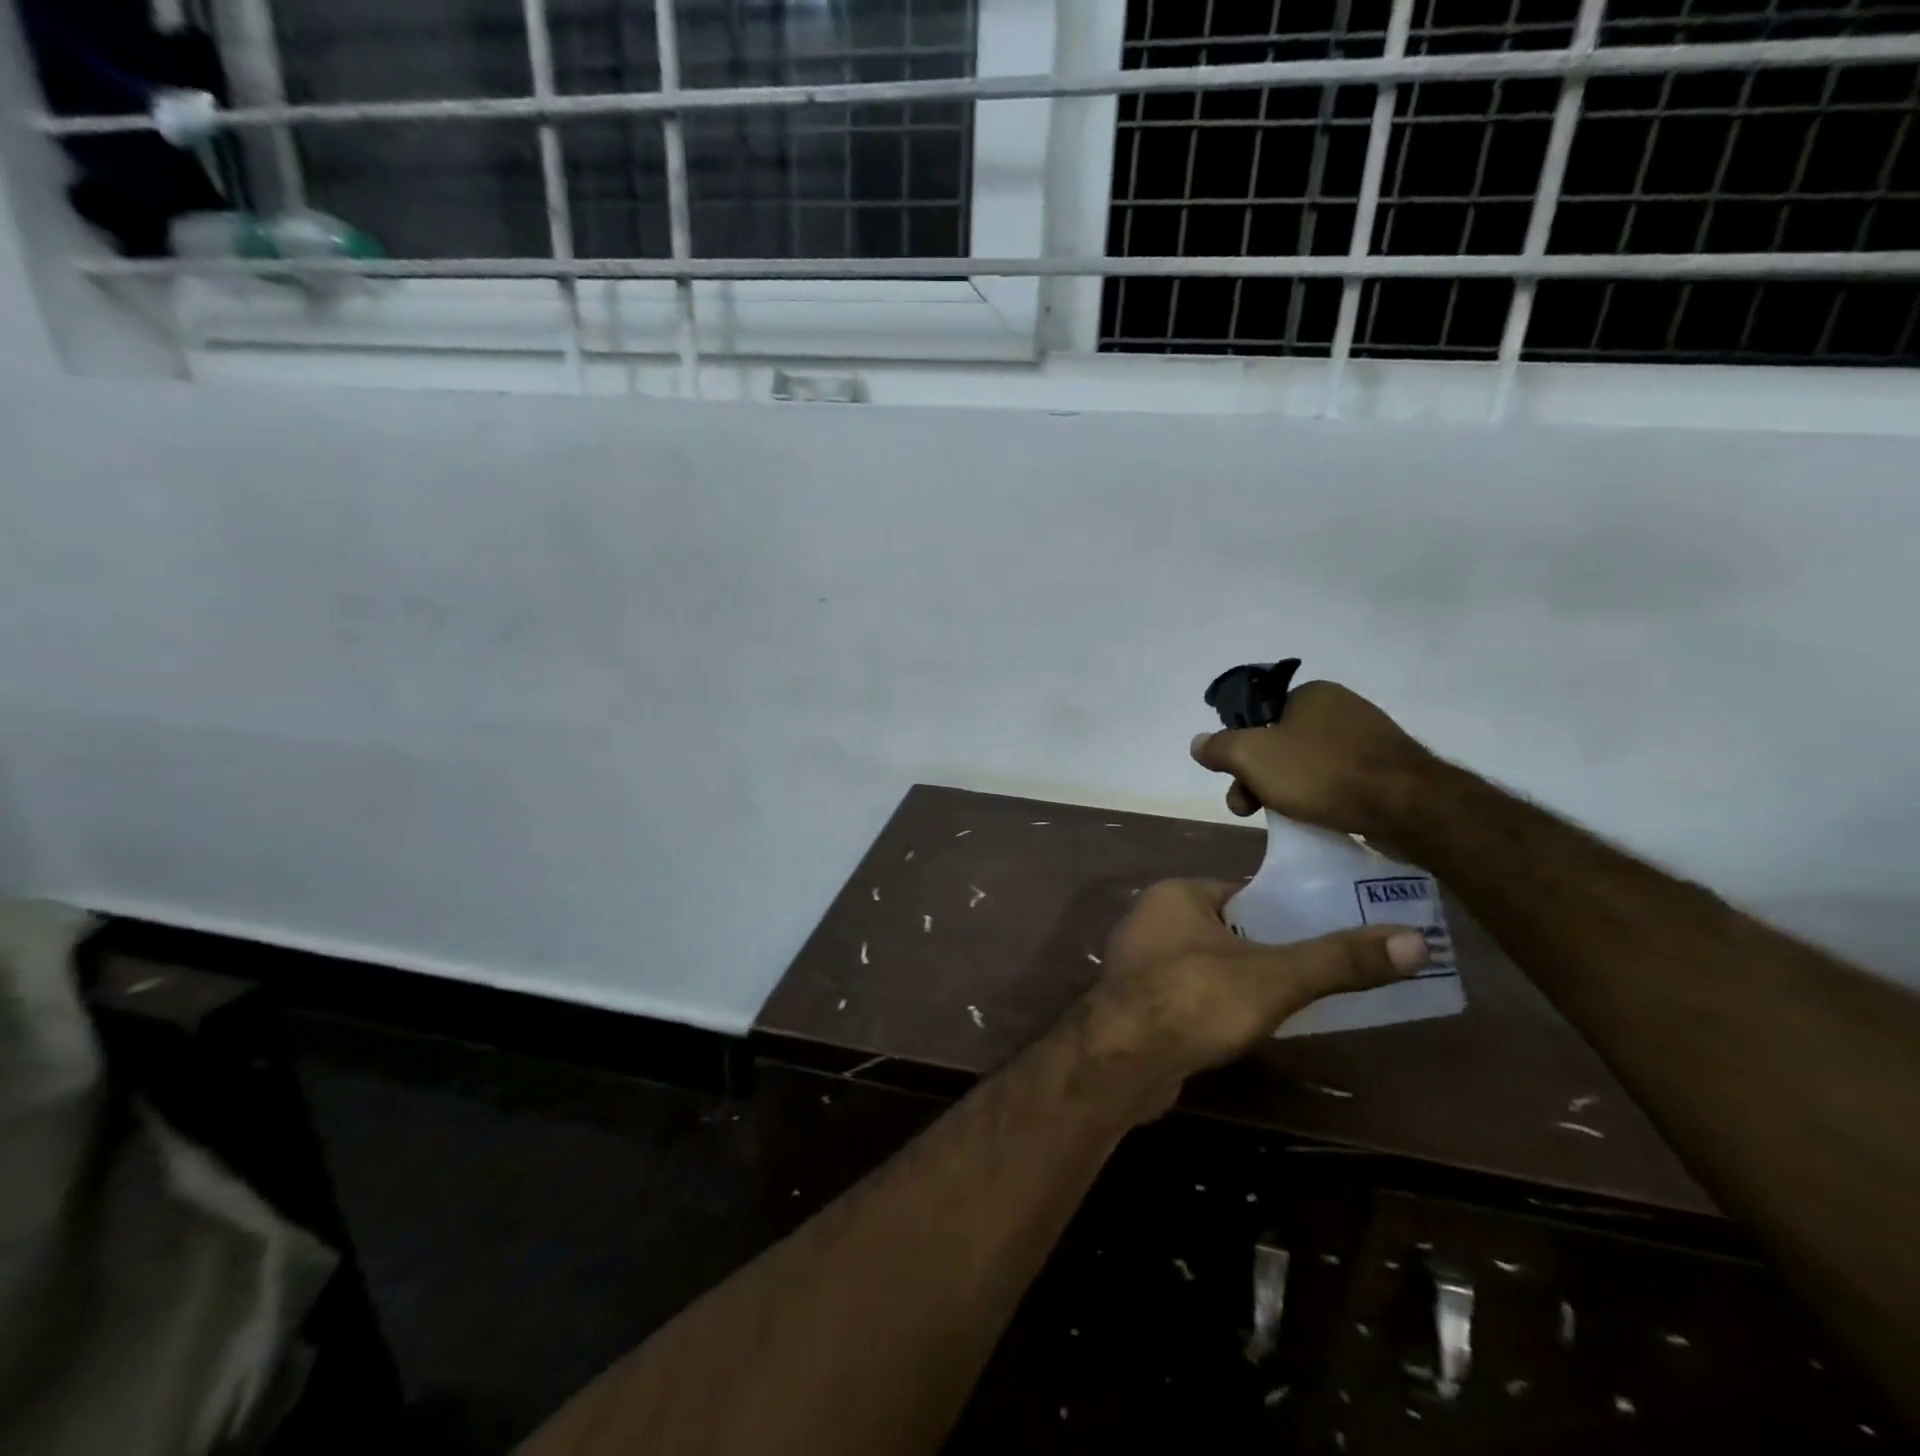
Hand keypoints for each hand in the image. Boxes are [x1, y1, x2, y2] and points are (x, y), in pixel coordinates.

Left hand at [1080, 879, 1429, 1120]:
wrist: (1119, 1063)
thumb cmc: (1193, 1000)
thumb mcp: (1273, 977)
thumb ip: (1338, 960)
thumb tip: (1416, 941)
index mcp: (1177, 894)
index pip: (1247, 893)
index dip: (1289, 914)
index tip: (1331, 936)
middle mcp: (1153, 919)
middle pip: (1230, 929)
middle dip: (1271, 952)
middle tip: (1323, 976)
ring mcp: (1141, 962)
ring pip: (1212, 964)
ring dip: (1246, 983)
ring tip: (1294, 1006)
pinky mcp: (1139, 1003)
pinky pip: (1193, 994)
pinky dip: (1219, 1006)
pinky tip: (1245, 1030)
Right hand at [1189, 679, 1433, 835]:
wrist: (1408, 806)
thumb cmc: (1321, 773)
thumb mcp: (1252, 756)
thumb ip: (1218, 747)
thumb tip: (1198, 743)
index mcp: (1311, 693)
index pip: (1258, 718)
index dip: (1238, 750)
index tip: (1235, 782)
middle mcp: (1341, 707)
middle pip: (1279, 744)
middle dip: (1257, 778)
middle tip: (1250, 810)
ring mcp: (1369, 737)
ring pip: (1307, 764)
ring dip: (1286, 790)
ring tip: (1286, 819)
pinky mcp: (1389, 768)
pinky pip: (1339, 780)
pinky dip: (1322, 797)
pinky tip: (1320, 818)